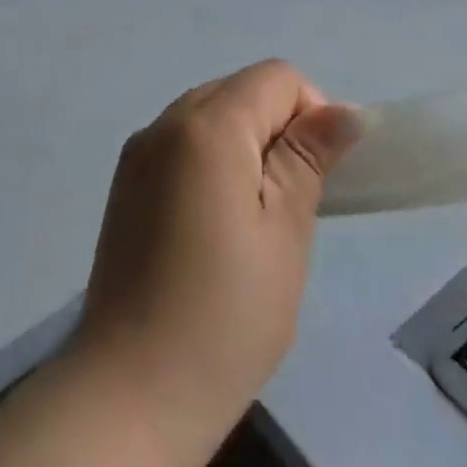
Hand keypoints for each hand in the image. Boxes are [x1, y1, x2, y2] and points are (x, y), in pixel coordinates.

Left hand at [70, 61, 360, 458]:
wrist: (132, 388)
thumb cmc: (226, 313)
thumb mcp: (285, 231)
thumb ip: (308, 157)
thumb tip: (342, 110)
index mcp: (205, 126)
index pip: (275, 78)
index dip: (310, 113)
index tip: (317, 177)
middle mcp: (162, 124)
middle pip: (238, 91)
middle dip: (276, 129)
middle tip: (290, 204)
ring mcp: (136, 154)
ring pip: (208, 117)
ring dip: (243, 148)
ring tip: (253, 222)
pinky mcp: (124, 185)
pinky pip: (180, 147)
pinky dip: (210, 165)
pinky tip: (213, 228)